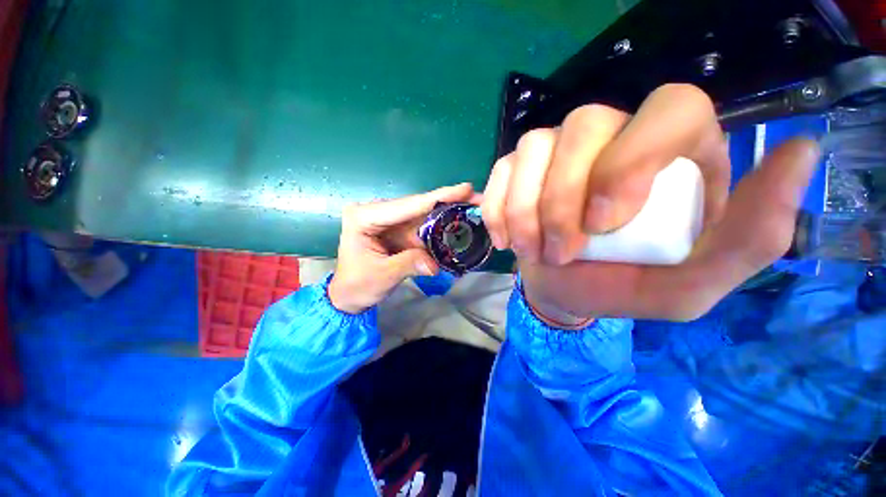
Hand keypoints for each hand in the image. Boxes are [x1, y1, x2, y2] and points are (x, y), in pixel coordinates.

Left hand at [328, 183, 480, 313]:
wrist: (349, 295)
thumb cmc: (357, 285)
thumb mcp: (382, 276)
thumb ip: (408, 265)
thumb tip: (435, 264)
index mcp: (364, 217)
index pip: (406, 205)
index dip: (437, 197)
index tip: (464, 188)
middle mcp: (376, 212)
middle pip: (417, 205)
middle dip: (446, 202)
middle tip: (474, 198)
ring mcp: (387, 220)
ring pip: (422, 214)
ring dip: (445, 213)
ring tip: (470, 208)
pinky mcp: (396, 229)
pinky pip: (421, 226)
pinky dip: (438, 227)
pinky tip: (455, 222)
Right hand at [481, 84, 820, 322]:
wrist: (564, 289)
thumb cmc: (624, 286)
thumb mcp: (692, 284)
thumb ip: (750, 237)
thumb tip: (802, 151)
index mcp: (672, 152)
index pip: (671, 109)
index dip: (631, 159)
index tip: (604, 222)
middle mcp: (613, 135)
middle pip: (584, 125)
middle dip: (563, 198)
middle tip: (561, 252)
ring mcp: (557, 148)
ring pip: (533, 147)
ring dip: (525, 210)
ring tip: (533, 251)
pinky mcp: (516, 168)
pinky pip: (500, 171)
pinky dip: (498, 210)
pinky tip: (505, 240)